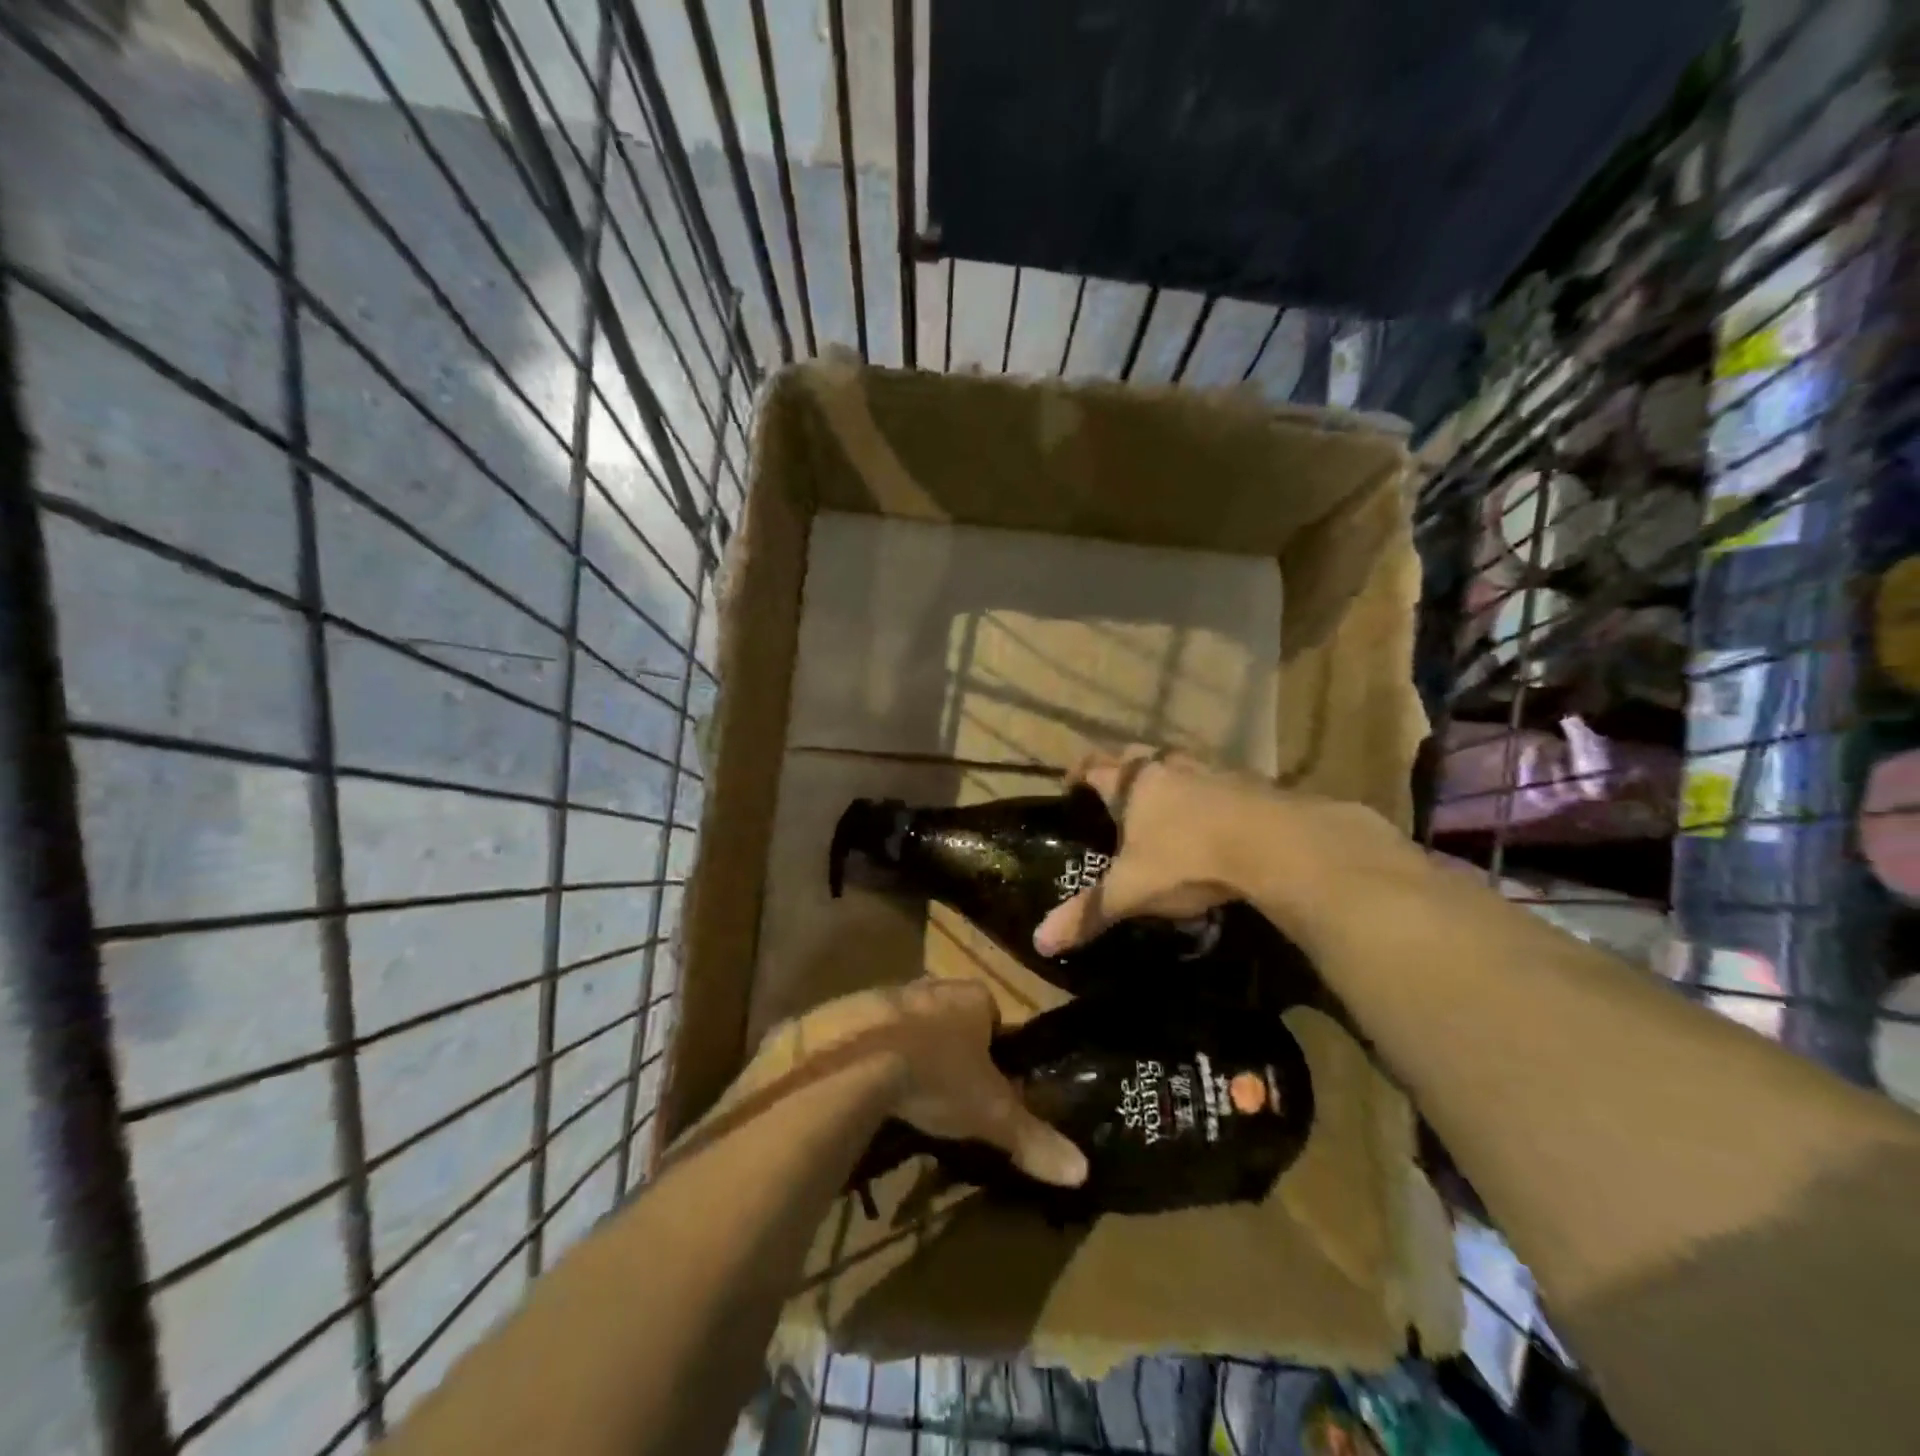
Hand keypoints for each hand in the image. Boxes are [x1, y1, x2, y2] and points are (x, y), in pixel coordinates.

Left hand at [753, 979, 1088, 1187]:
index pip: (994, 1015)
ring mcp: (890, 994)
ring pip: (913, 1021)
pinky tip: (873, 1087)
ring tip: (910, 1094)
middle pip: (953, 1016)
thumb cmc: (938, 1077)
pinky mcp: (853, 1011)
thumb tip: (1083, 1171)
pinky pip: (873, 1032)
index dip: (995, 1047)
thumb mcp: (991, 1114)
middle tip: (951, 1091)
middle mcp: (934, 986)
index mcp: (973, 997)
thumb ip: (1034, 1138)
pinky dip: (877, 1054)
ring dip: (914, 1048)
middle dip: (954, 1046)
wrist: (857, 1061)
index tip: (990, 1083)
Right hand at [1032, 745, 1277, 956]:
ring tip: (1166, 806)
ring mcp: (1213, 771)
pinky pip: (1220, 782)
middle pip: (1136, 755)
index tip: (1070, 786)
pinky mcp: (1251, 784)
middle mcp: (1169, 768)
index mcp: (1134, 784)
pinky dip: (1210, 795)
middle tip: (1117, 795)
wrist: (1274, 844)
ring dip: (1170, 779)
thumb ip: (1088, 913)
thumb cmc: (1187, 859)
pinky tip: (1215, 821)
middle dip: (1123, 769)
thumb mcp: (1132, 891)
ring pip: (1180, 764)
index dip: (1078, 774)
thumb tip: (1039, 942)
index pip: (1095, 767)